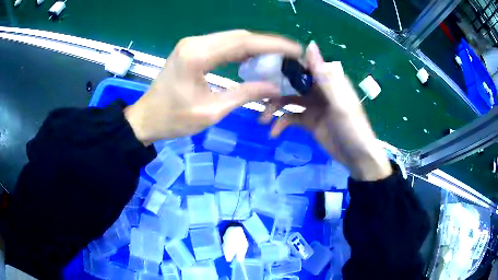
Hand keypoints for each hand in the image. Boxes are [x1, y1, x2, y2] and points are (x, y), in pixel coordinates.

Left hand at [124, 30, 301, 144]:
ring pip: (233, 38)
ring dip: (257, 46)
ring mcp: (193, 43)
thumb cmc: (173, 119)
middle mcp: (196, 42)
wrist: (147, 118)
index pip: (243, 42)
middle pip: (240, 36)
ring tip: (279, 58)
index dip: (273, 45)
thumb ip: (245, 95)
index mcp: (197, 55)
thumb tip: (275, 87)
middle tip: (291, 55)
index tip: (295, 50)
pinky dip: (243, 51)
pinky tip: (255, 59)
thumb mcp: (211, 111)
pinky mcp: (193, 49)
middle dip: (269, 44)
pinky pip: (224, 45)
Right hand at [261, 42, 391, 180]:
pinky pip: (291, 118)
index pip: (303, 65)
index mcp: (328, 80)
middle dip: (275, 89)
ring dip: (275, 108)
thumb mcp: (340, 102)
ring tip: (262, 120)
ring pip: (288, 100)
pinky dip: (281, 124)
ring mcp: (313, 105)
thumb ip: (324, 75)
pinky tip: (273, 133)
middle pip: (292, 83)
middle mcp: (319, 89)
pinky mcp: (309, 121)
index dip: (285, 65)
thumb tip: (310, 44)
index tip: (264, 68)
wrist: (357, 158)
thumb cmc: (353, 128)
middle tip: (258, 98)